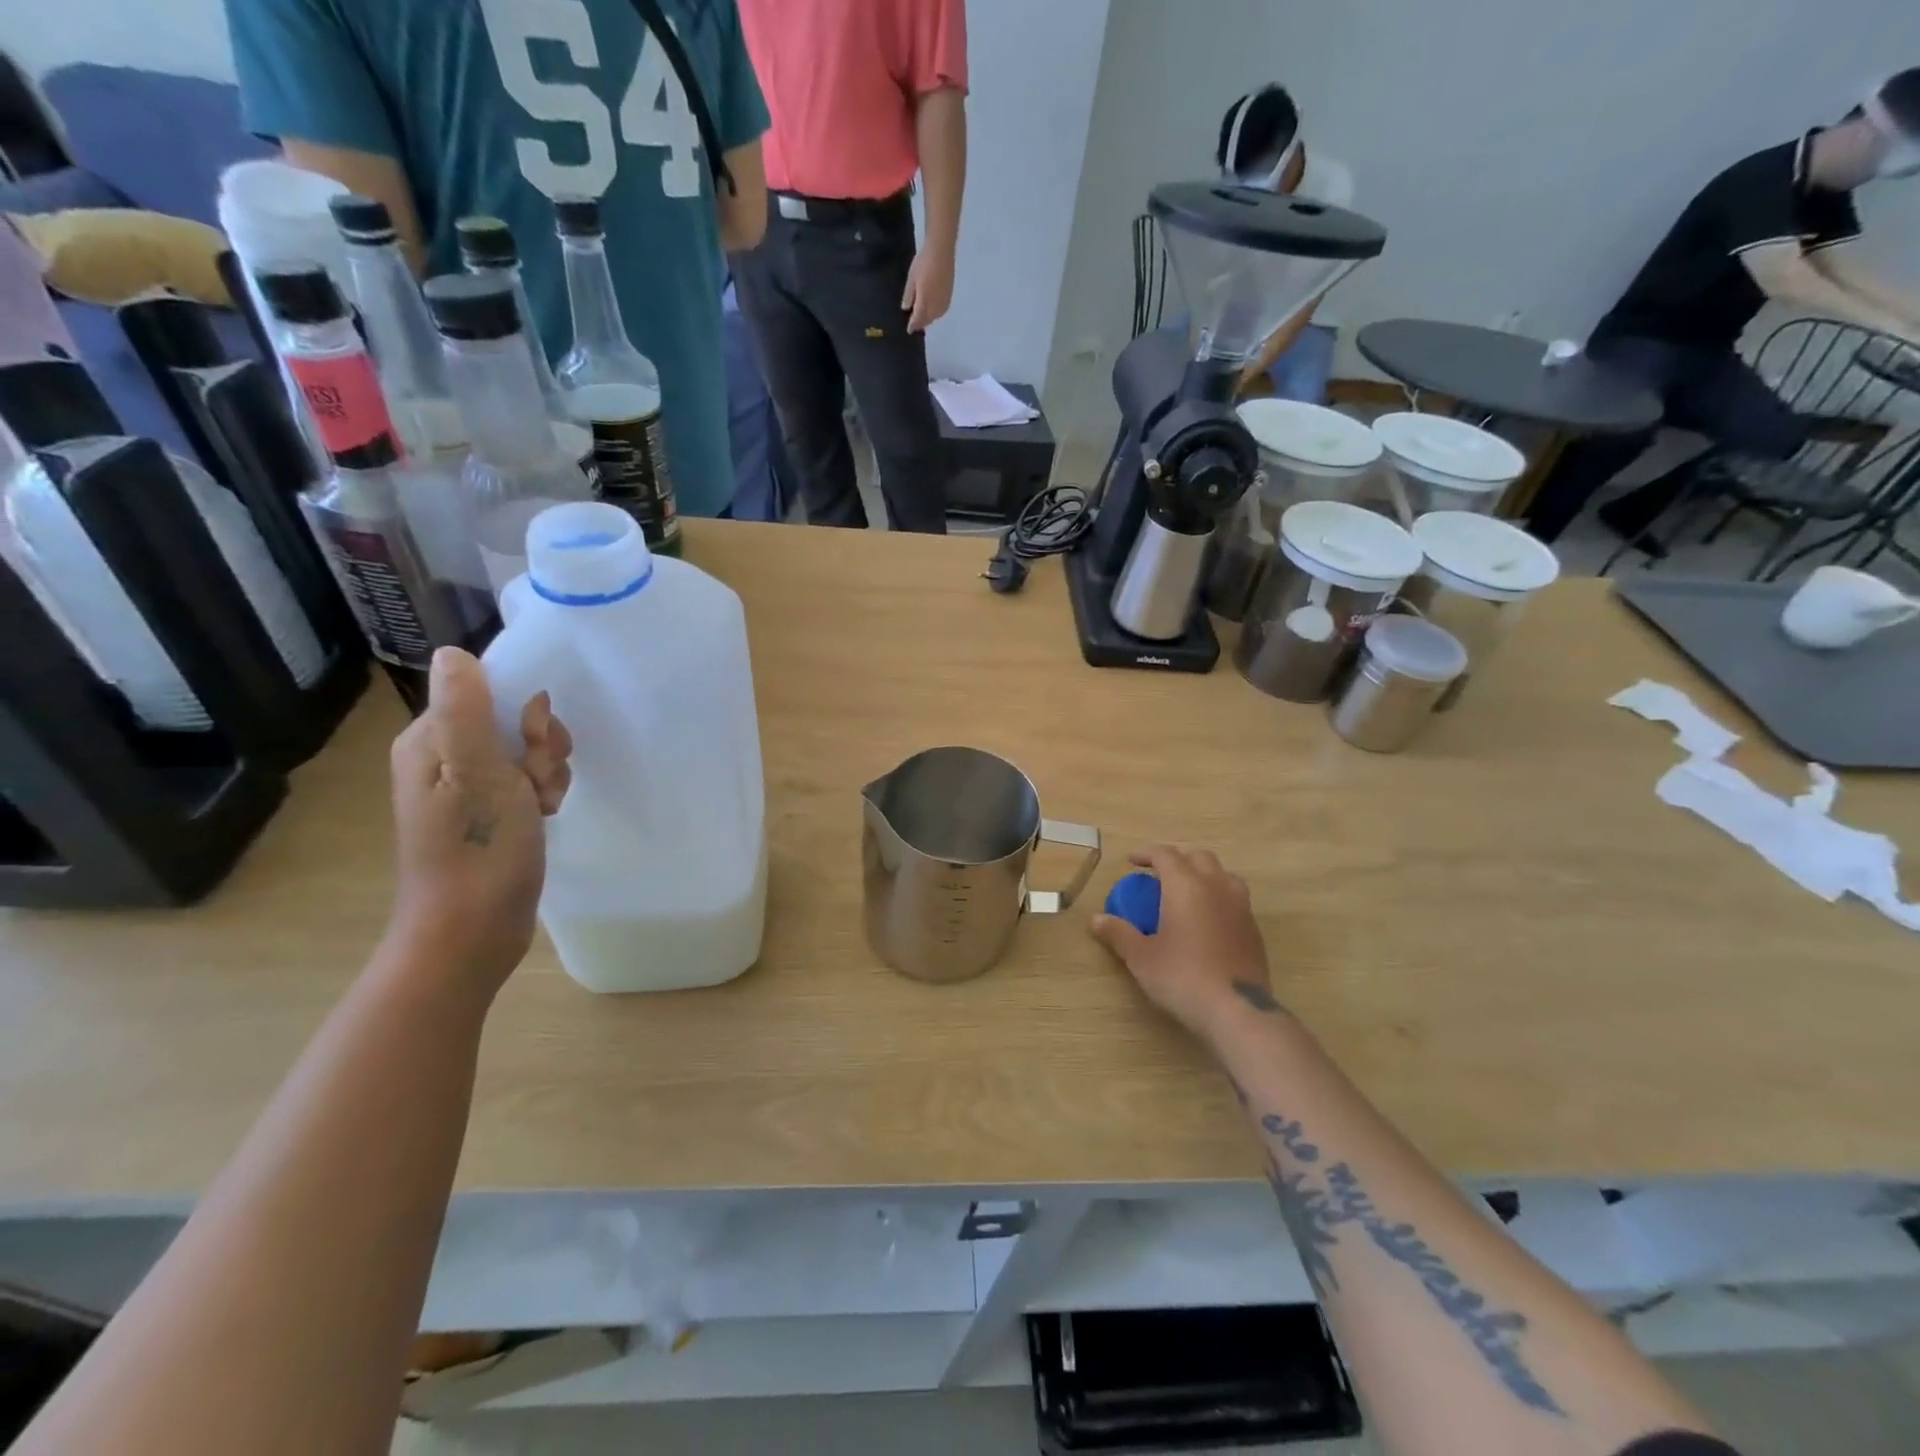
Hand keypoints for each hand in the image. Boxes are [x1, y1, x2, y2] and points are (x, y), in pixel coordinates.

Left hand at [387, 649, 572, 995]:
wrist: (472, 931)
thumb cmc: (475, 851)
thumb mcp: (476, 773)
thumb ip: (467, 710)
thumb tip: (455, 653)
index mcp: (430, 740)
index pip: (490, 692)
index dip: (526, 711)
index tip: (533, 747)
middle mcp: (445, 757)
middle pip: (515, 721)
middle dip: (541, 749)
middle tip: (534, 784)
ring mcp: (469, 788)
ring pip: (529, 753)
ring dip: (548, 774)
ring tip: (540, 806)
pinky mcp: (492, 813)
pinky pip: (530, 781)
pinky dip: (546, 793)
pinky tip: (545, 816)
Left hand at [901, 247, 954, 333]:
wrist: (941, 251)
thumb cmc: (923, 263)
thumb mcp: (911, 278)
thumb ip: (909, 295)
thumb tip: (906, 308)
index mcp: (924, 303)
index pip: (917, 320)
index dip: (912, 326)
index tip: (908, 330)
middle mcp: (935, 307)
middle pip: (927, 320)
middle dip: (921, 323)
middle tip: (915, 324)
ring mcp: (944, 302)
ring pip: (935, 317)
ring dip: (929, 319)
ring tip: (923, 318)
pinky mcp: (949, 296)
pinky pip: (942, 311)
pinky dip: (936, 314)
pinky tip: (933, 310)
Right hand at [1090, 845, 1276, 1042]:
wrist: (1236, 1010)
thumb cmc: (1182, 977)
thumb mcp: (1141, 957)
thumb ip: (1118, 933)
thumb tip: (1096, 920)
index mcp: (1186, 885)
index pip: (1165, 854)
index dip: (1147, 853)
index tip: (1132, 861)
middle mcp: (1216, 887)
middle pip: (1199, 857)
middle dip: (1178, 860)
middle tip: (1160, 877)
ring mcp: (1241, 907)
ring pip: (1224, 875)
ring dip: (1204, 876)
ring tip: (1188, 894)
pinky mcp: (1254, 930)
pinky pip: (1235, 900)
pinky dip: (1219, 899)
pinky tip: (1207, 922)